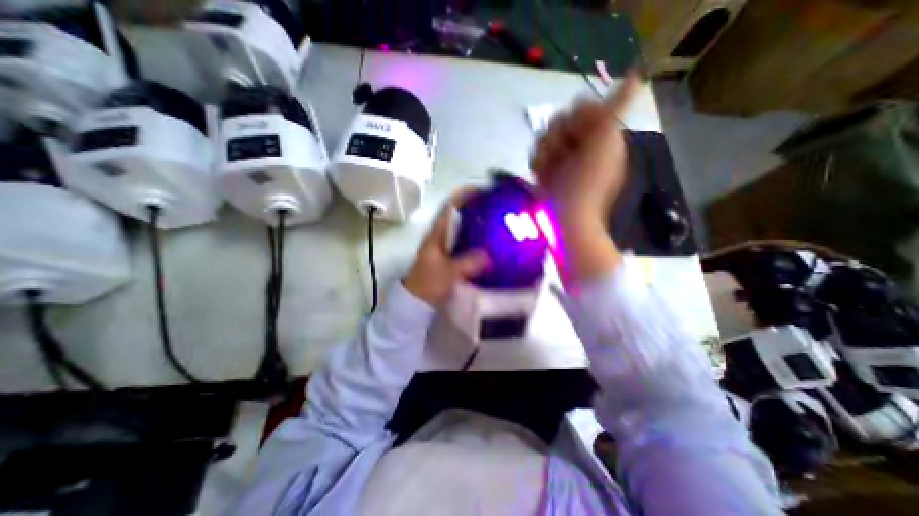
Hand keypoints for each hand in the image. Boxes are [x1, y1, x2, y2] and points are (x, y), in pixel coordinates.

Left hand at [404, 191, 487, 306]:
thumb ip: (467, 262)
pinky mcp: (450, 259)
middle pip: (458, 216)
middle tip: (495, 208)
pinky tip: (489, 246)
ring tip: (497, 224)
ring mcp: (445, 248)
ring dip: (477, 225)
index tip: (482, 190)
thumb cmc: (428, 283)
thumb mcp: (448, 272)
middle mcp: (440, 236)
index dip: (463, 195)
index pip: (449, 207)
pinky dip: (476, 242)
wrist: (416, 302)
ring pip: (462, 230)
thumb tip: (489, 254)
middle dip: (475, 209)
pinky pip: (465, 244)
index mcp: (437, 234)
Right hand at [528, 71, 639, 280]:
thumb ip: (613, 111)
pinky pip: (536, 153)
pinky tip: (542, 176)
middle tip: (563, 155)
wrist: (568, 216)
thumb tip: (635, 76)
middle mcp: (582, 141)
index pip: (586, 106)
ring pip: (545, 135)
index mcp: (601, 134)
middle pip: (560, 118)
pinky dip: (538, 164)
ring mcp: (563, 155)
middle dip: (558, 136)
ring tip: (550, 171)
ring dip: (546, 152)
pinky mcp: (548, 168)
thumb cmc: (588, 183)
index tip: (587, 129)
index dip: (581, 117)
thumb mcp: (605, 143)